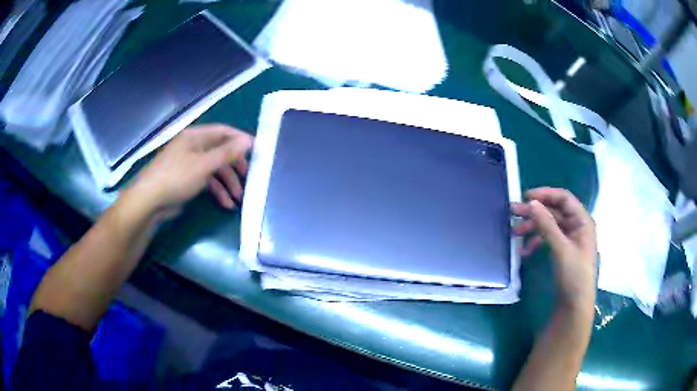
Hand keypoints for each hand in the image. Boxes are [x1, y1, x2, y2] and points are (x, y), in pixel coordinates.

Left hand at [127, 124, 252, 216]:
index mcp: (196, 136)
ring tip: (238, 198)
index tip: (257, 151)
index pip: (223, 132)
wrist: (150, 201)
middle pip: (220, 152)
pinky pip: (207, 182)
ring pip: (215, 169)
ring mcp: (190, 164)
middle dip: (235, 167)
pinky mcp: (187, 180)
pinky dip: (217, 191)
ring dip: (228, 183)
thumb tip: (249, 140)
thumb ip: (227, 153)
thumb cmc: (176, 177)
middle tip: (248, 177)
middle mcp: (194, 147)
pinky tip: (226, 204)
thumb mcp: (204, 164)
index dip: (240, 140)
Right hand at [512, 187, 597, 312]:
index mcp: (582, 221)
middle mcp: (576, 225)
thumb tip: (531, 203)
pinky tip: (524, 251)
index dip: (545, 194)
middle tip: (513, 212)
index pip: (564, 199)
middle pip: (554, 211)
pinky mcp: (563, 250)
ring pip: (549, 225)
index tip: (525, 197)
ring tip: (514, 233)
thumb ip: (547, 225)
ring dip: (533, 227)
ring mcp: (570, 238)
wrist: (575, 304)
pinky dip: (536, 242)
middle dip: (535, 212)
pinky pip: (548, 239)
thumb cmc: (574, 274)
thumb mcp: (561, 249)